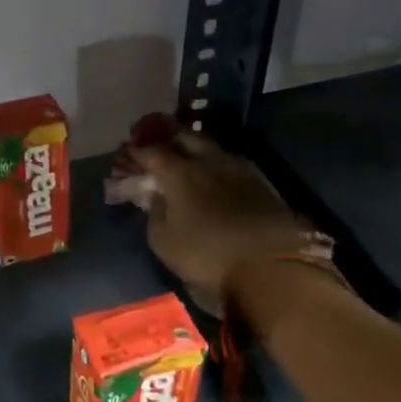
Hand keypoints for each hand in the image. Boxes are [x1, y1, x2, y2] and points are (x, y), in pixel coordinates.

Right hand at [128, 131, 316, 309]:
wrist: (272, 265)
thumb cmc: (207, 255)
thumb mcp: (164, 241)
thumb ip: (155, 213)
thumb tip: (156, 197)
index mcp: (179, 172)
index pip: (152, 151)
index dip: (137, 151)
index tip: (128, 153)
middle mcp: (208, 160)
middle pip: (185, 136)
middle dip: (167, 136)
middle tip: (156, 142)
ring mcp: (238, 168)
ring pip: (211, 146)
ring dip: (194, 147)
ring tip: (185, 155)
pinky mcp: (261, 182)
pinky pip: (229, 162)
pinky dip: (214, 162)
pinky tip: (212, 173)